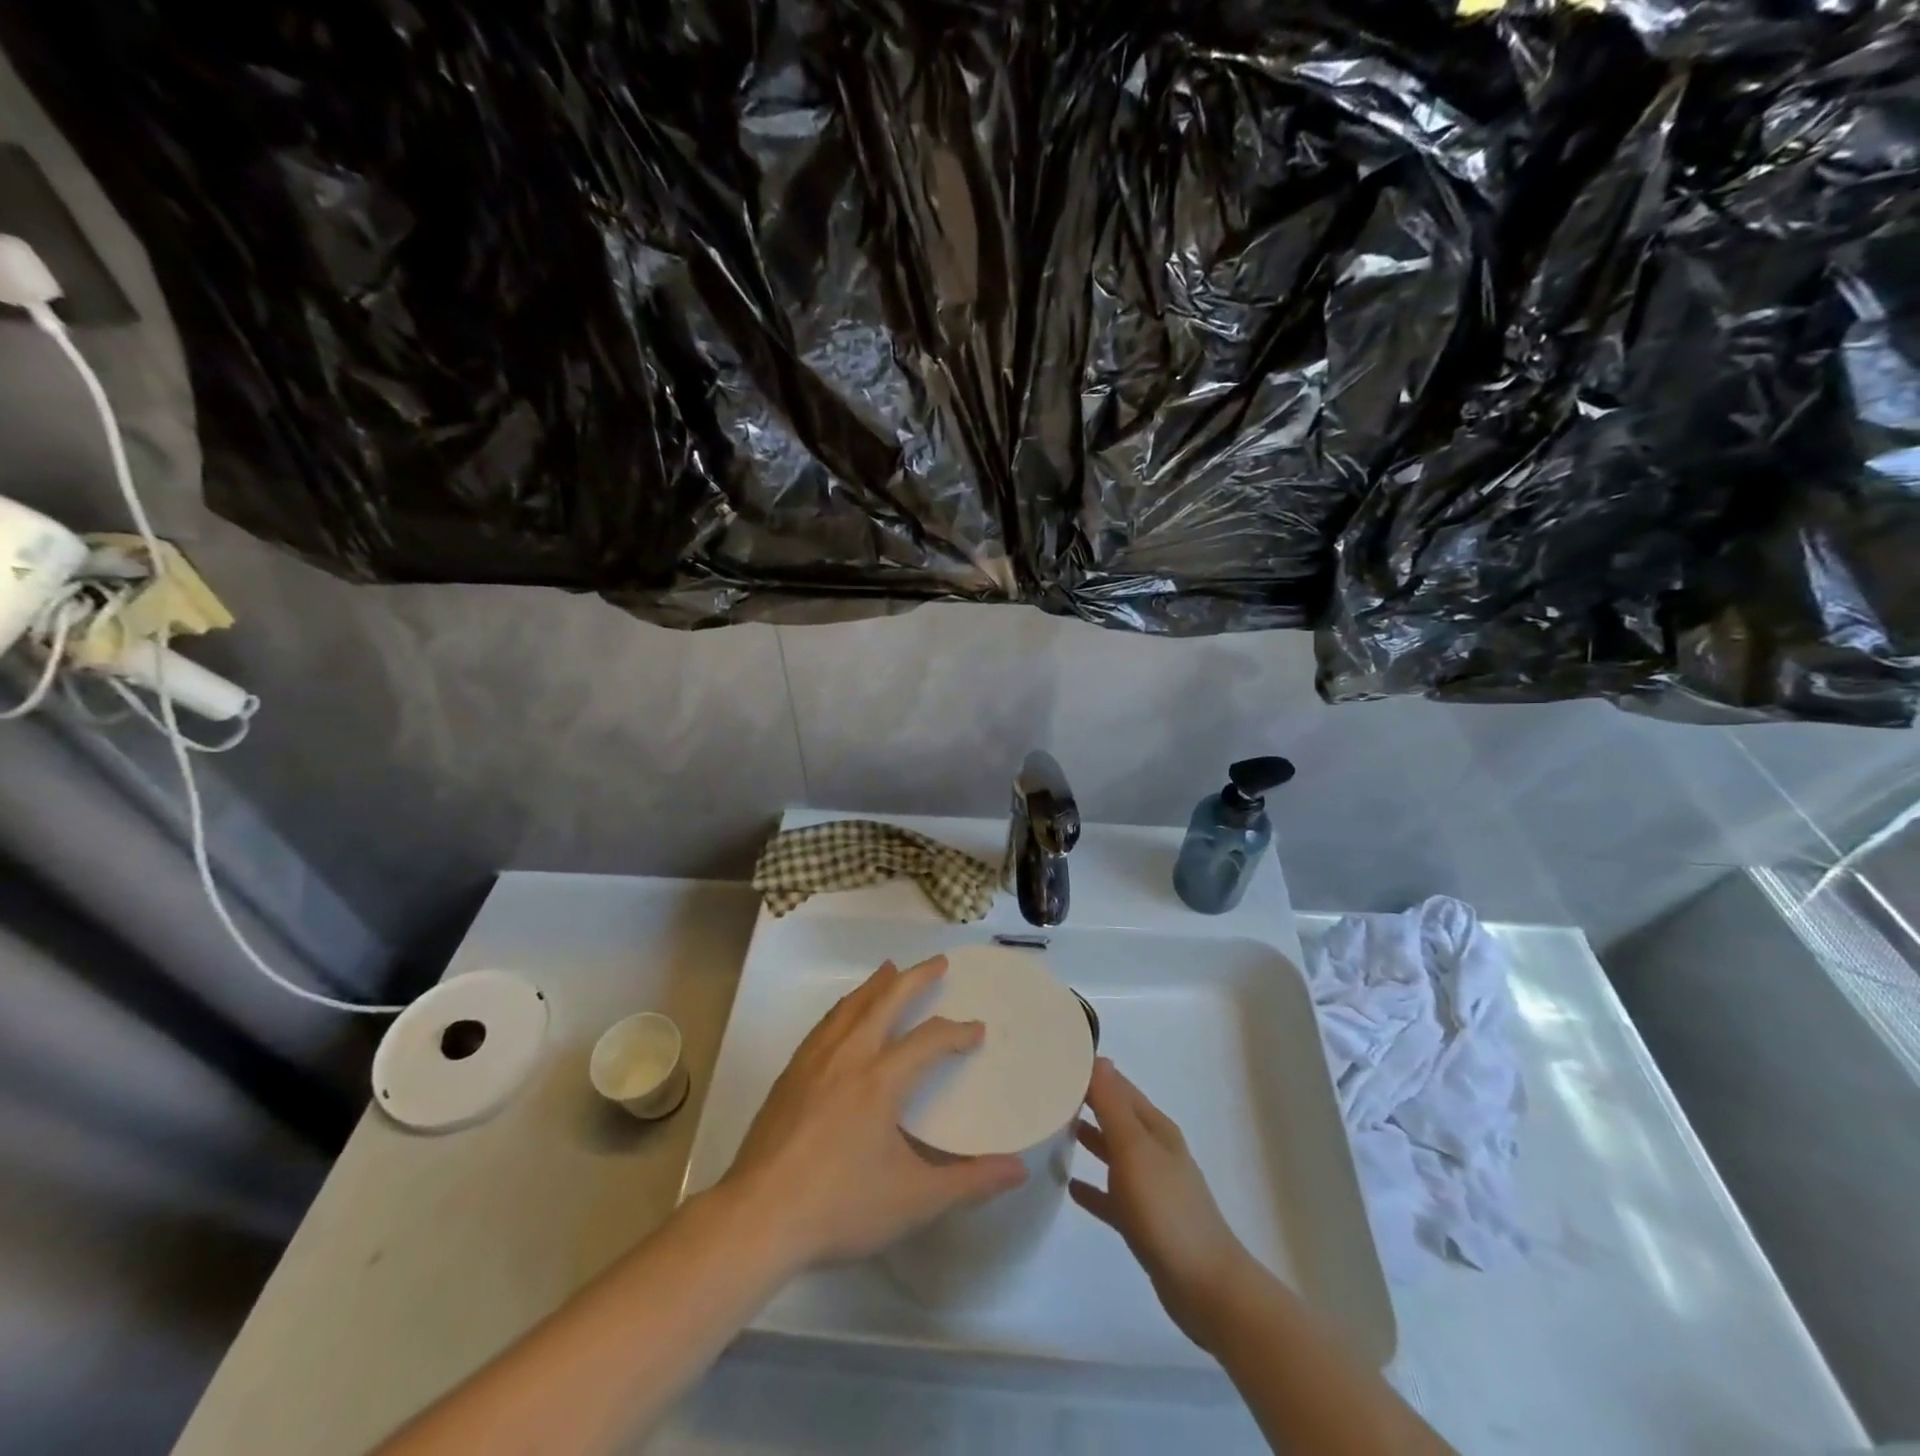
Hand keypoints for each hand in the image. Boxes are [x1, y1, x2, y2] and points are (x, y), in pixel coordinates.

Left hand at [720, 955, 1028, 1270]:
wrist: (758, 1218)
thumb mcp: (914, 1200)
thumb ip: (970, 1182)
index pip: (929, 1040)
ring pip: (850, 1006)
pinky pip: (825, 1024)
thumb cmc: (840, 1207)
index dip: (957, 1032)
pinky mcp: (790, 1074)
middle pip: (886, 1001)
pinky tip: (844, 1015)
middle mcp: (848, 1056)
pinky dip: (845, 1007)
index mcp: (881, 1079)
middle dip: (915, 978)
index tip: (976, 1030)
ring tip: (890, 970)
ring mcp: (814, 1061)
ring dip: (876, 985)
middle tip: (937, 962)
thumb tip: (1019, 1169)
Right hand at [1070, 1057, 1253, 1351]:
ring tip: (1052, 1130)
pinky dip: (1092, 1187)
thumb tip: (1098, 1058)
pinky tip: (1069, 1188)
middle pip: (1116, 1117)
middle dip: (1086, 1102)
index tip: (1056, 1061)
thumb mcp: (1134, 1150)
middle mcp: (1154, 1151)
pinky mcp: (1144, 1222)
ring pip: (1113, 1153)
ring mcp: (1151, 1188)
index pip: (1118, 1087)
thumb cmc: (1166, 1210)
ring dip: (1089, 1140)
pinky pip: (1111, 1196)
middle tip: (1046, 1092)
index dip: (1091, 1073)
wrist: (1206, 1288)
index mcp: (1155, 1129)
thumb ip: (1113, 1106)